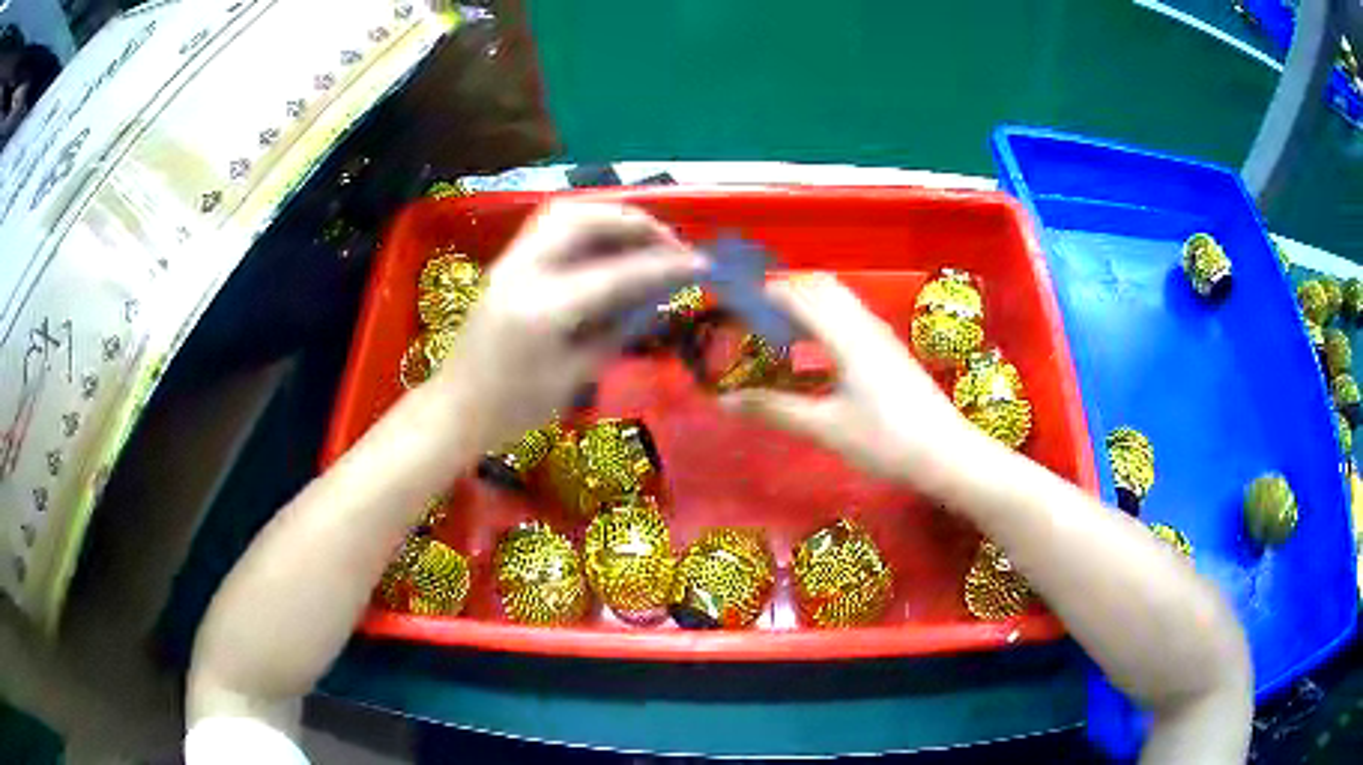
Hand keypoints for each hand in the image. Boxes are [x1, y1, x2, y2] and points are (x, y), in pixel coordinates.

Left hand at [434, 201, 705, 450]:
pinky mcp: (506, 264)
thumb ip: (615, 329)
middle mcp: (523, 272)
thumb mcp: (573, 377)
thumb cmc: (513, 410)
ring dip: (610, 217)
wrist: (454, 410)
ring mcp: (509, 262)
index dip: (662, 266)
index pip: (615, 274)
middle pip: (584, 219)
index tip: (700, 264)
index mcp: (542, 310)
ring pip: (565, 212)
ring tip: (642, 239)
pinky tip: (608, 247)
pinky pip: (552, 227)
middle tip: (668, 245)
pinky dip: (588, 225)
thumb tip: (655, 296)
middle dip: (634, 224)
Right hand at [722, 274, 973, 485]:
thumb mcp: (826, 427)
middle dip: (783, 293)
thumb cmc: (886, 441)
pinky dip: (823, 320)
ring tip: (775, 333)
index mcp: (846, 335)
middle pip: (820, 287)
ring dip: (805, 305)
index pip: (797, 295)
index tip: (731, 305)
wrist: (947, 454)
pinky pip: (850, 317)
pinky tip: (813, 352)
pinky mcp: (890, 350)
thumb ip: (774, 409)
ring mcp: (881, 336)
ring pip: (838, 300)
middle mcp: (864, 324)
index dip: (762, 293)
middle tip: (751, 318)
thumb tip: (725, 400)